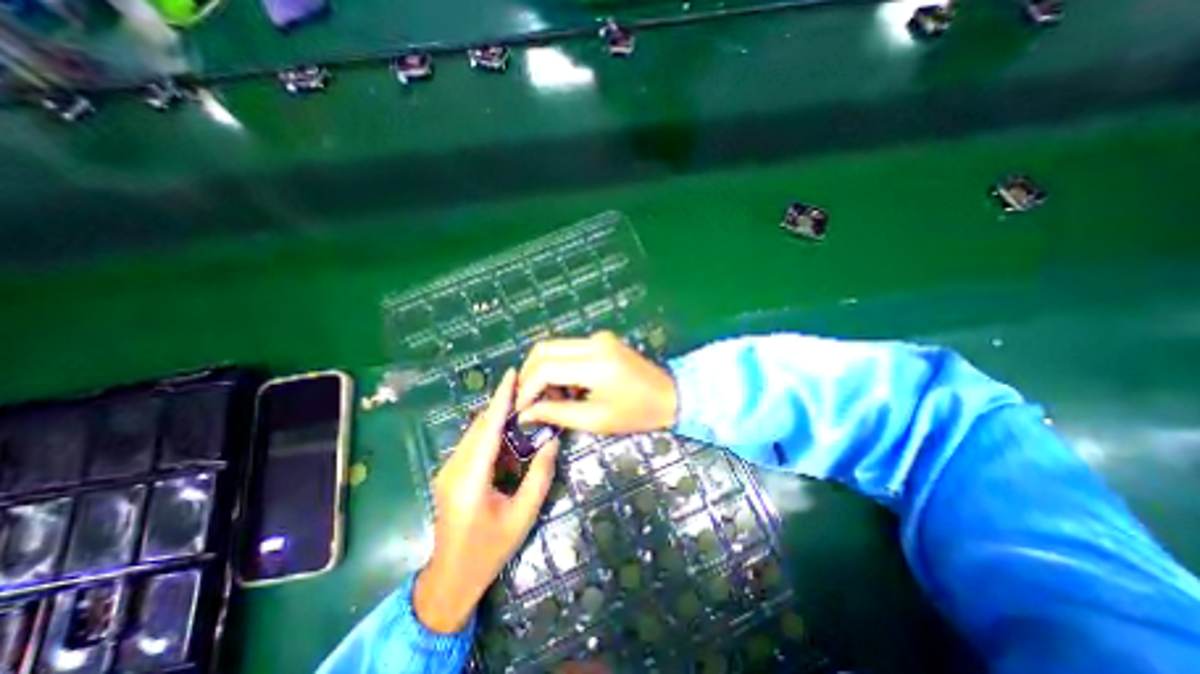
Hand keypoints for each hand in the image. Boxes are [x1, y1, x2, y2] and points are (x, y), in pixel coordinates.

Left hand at [413, 368, 562, 631]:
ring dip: (498, 421)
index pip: (488, 428)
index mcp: (470, 480)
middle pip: (480, 425)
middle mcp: (453, 468)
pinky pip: (473, 445)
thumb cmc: (489, 551)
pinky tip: (510, 441)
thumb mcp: (523, 516)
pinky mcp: (448, 474)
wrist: (450, 580)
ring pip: (475, 433)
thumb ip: (539, 476)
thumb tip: (552, 442)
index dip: (501, 399)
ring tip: (523, 413)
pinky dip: (492, 436)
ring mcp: (447, 470)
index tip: (511, 374)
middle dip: (502, 405)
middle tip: (528, 391)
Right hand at [513, 332, 674, 437]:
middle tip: (527, 399)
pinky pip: (569, 348)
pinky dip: (559, 365)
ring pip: (554, 346)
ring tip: (548, 396)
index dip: (527, 388)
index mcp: (596, 364)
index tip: (520, 408)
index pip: (546, 368)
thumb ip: (557, 413)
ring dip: (543, 369)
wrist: (670, 395)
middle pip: (544, 348)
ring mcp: (599, 338)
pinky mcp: (602, 339)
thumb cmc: (637, 413)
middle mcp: (595, 343)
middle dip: (529, 374)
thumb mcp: (596, 419)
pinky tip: (566, 386)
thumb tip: (526, 413)